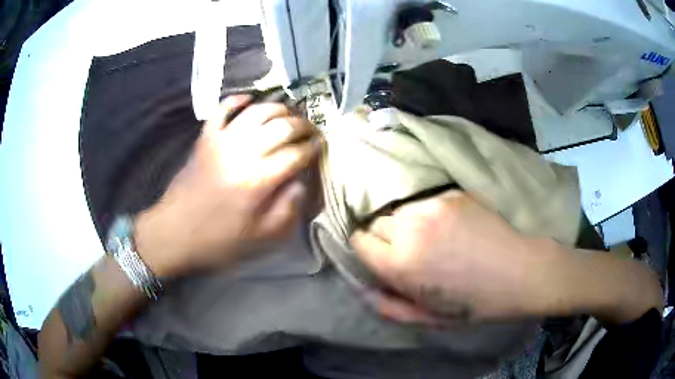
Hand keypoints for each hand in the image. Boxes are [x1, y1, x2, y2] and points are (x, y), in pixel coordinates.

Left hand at [134, 96, 319, 277]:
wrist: (175, 231)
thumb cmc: (218, 239)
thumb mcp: (260, 237)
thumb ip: (287, 209)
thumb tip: (301, 183)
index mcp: (259, 180)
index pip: (296, 154)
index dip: (313, 148)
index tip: (322, 146)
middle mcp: (243, 153)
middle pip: (282, 126)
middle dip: (303, 125)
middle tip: (311, 130)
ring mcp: (222, 140)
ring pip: (258, 111)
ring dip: (279, 109)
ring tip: (288, 115)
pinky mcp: (205, 138)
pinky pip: (222, 109)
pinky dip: (237, 100)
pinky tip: (249, 100)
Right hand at [350, 190, 556, 323]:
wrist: (523, 271)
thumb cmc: (477, 302)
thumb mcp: (430, 319)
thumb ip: (388, 306)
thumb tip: (362, 288)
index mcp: (401, 263)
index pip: (359, 240)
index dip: (369, 252)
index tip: (385, 261)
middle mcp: (411, 228)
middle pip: (377, 222)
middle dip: (387, 238)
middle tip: (412, 253)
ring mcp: (434, 206)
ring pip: (400, 210)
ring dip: (407, 224)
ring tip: (434, 239)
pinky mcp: (452, 194)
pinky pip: (425, 202)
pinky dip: (429, 214)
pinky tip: (452, 227)